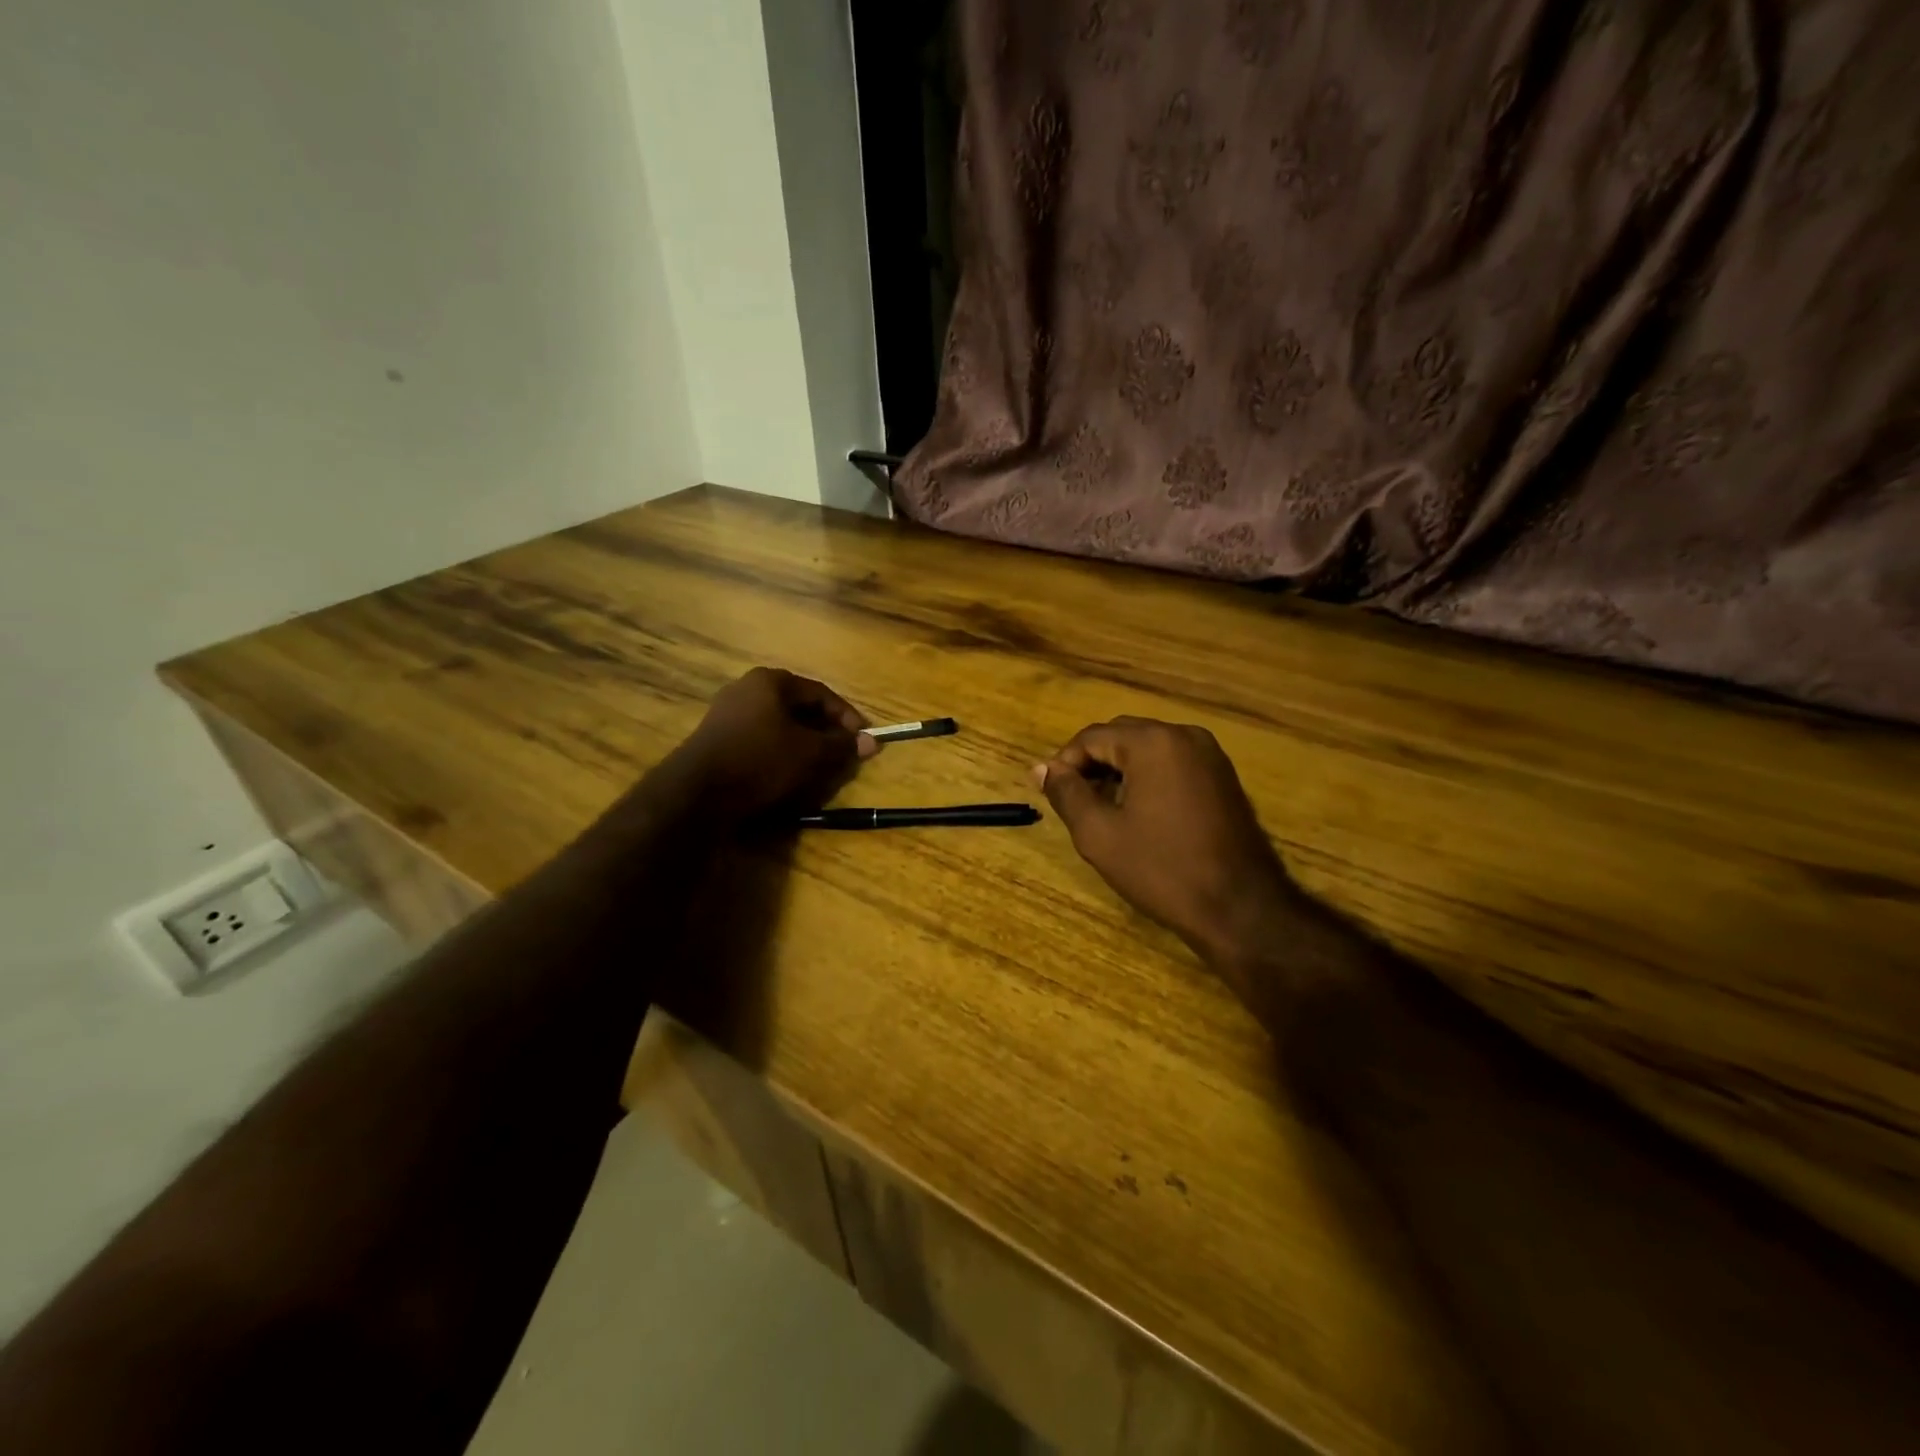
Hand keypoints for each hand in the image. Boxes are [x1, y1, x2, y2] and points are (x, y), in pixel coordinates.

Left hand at [662, 668, 877, 823]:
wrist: (696, 793)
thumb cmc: (760, 761)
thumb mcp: (809, 753)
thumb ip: (842, 745)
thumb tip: (872, 742)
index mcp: (770, 680)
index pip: (821, 693)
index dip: (847, 717)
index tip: (863, 739)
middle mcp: (747, 688)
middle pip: (799, 707)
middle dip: (825, 731)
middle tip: (843, 753)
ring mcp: (728, 713)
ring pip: (779, 725)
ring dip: (804, 744)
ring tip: (820, 766)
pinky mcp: (718, 738)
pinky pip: (760, 739)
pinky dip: (781, 752)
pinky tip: (789, 773)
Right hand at [1036, 718, 1298, 965]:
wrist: (1240, 908)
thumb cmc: (1162, 869)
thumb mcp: (1099, 834)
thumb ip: (1066, 793)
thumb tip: (1041, 768)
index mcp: (1153, 742)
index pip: (1092, 737)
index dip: (1065, 764)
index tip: (1052, 795)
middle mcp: (1184, 735)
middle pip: (1121, 736)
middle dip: (1093, 764)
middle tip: (1076, 804)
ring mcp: (1210, 754)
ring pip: (1148, 749)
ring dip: (1120, 771)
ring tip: (1105, 811)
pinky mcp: (1223, 776)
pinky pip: (1173, 763)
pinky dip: (1148, 778)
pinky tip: (1140, 813)